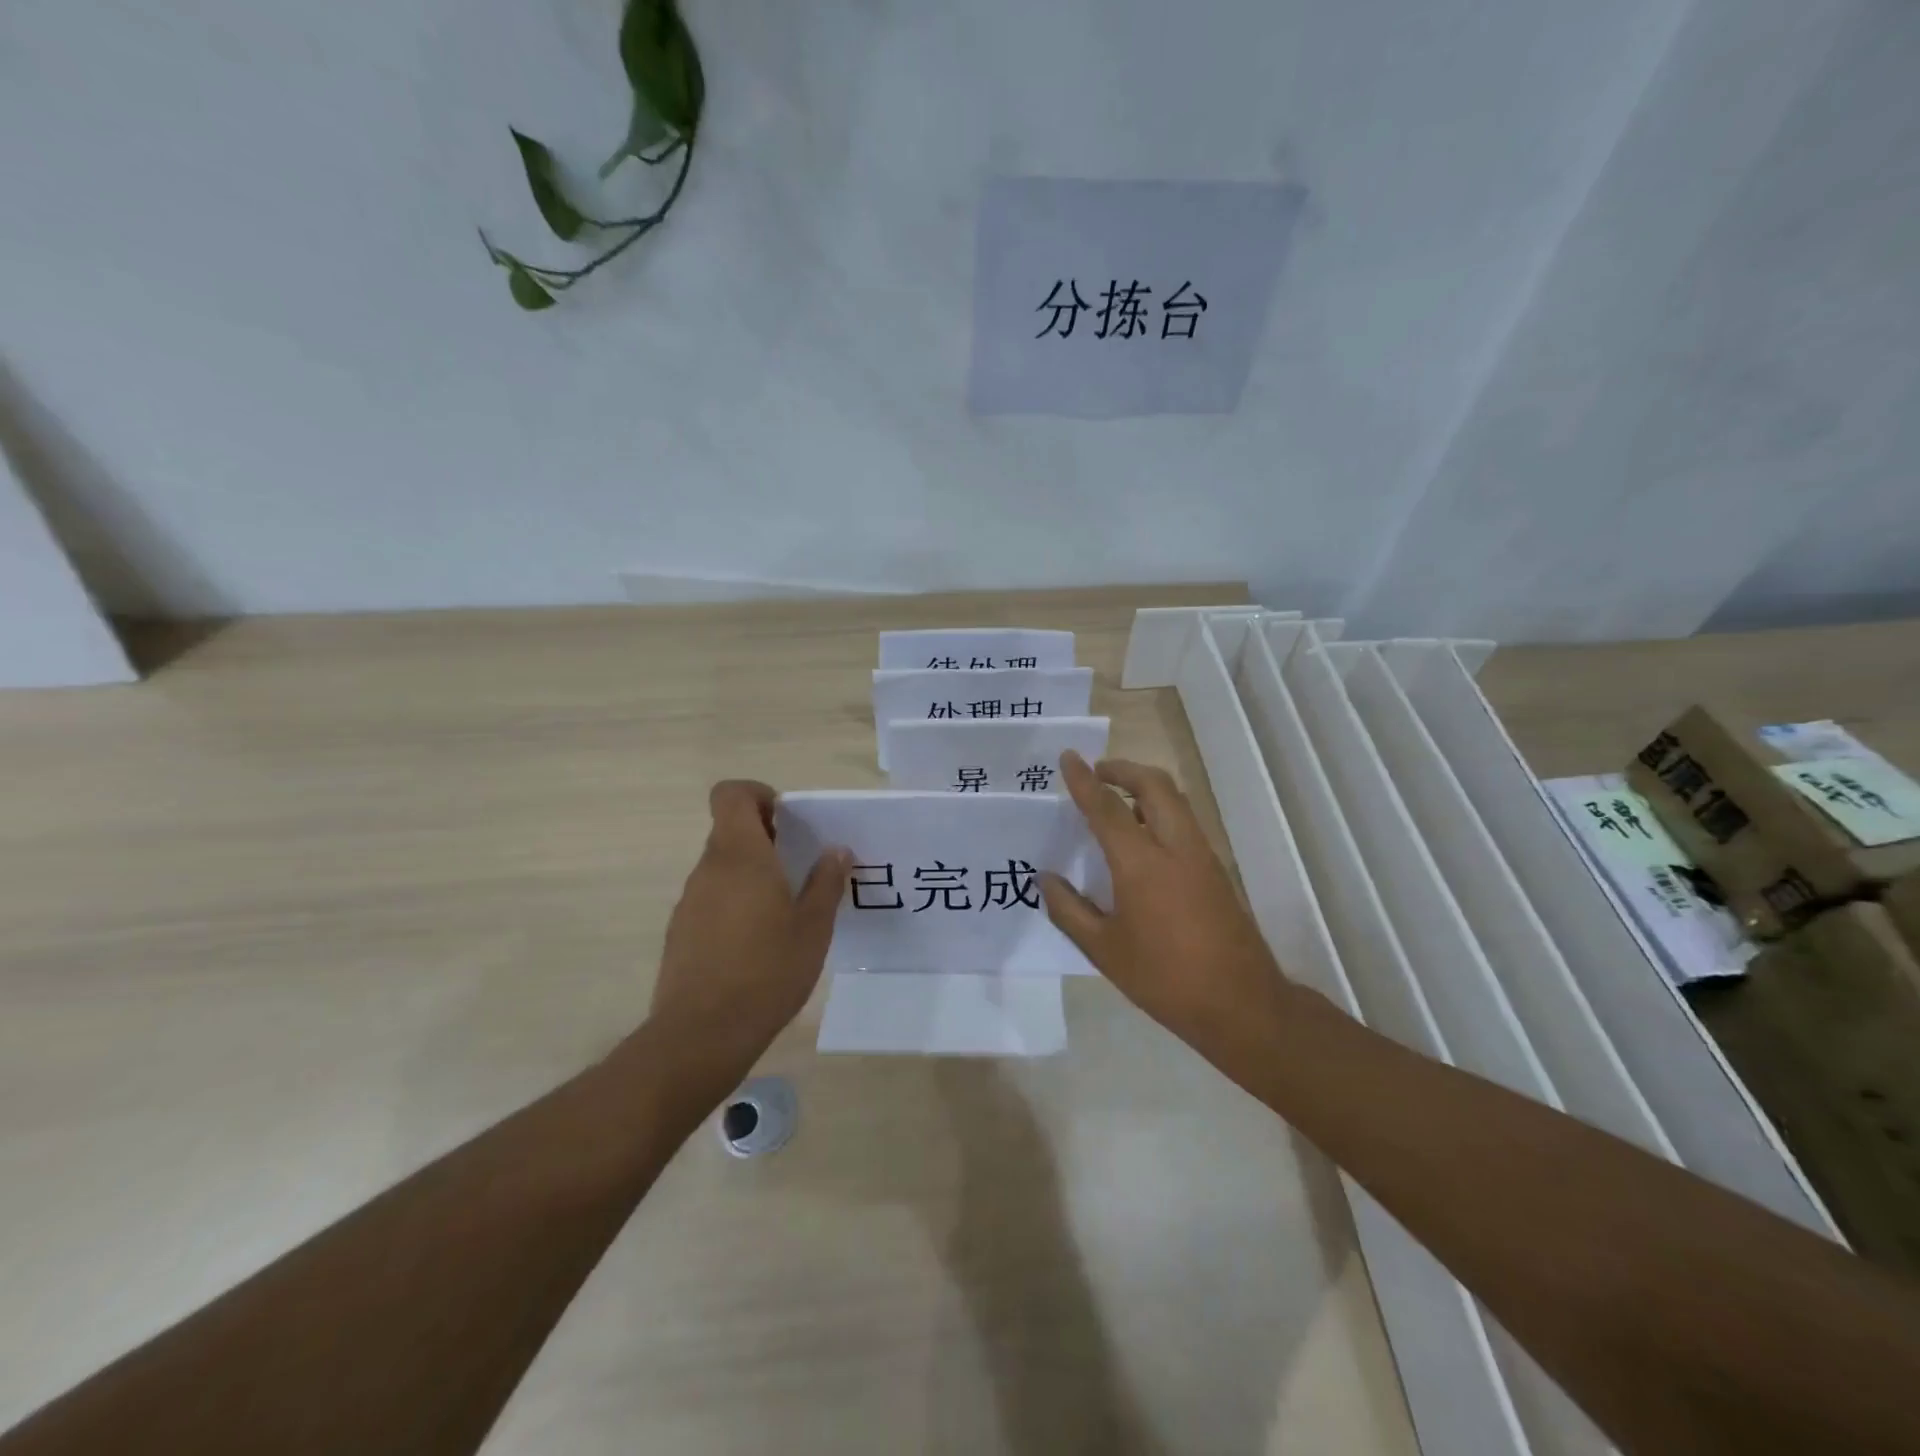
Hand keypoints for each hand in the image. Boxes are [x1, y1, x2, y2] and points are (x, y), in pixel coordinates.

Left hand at [650, 780, 849, 1079]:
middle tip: (801, 867)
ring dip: (752, 873)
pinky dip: (735, 903)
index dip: (757, 795)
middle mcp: (708, 870)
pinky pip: (711, 899)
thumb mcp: (813, 927)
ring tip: (786, 910)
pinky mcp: (681, 933)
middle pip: (730, 831)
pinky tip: (758, 942)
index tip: (787, 820)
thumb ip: (826, 882)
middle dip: (766, 838)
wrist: (702, 1035)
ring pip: (722, 868)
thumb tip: (837, 851)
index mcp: (740, 856)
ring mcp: (690, 902)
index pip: (731, 795)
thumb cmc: (767, 971)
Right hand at [1041, 752, 1291, 1051]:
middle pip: (1154, 785)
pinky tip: (1141, 837)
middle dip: (1123, 769)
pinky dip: (1160, 810)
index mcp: (1141, 863)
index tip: (1068, 757)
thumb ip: (1069, 910)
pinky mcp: (1216, 870)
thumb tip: (1045, 878)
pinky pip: (1184, 821)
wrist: (1240, 1003)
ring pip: (1175, 799)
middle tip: (1097, 772)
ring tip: (1116, 800)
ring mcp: (1202, 856)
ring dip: (1144, 787)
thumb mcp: (1104, 950)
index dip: (1084, 780)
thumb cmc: (1164, 978)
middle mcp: (1175, 847)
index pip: (1107, 808)